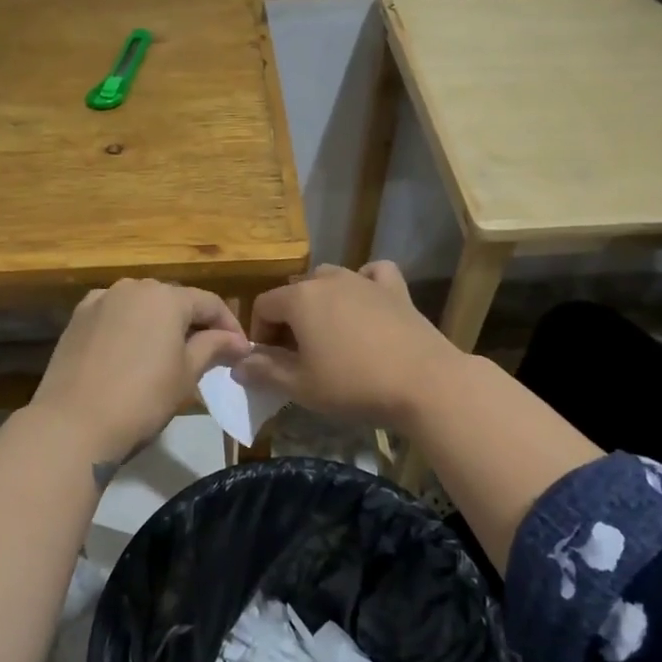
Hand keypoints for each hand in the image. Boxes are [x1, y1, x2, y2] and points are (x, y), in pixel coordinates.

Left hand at [31, 280, 248, 464]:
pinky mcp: (77, 319)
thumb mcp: (187, 374)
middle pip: (174, 300)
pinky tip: (131, 351)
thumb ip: (214, 347)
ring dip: (160, 323)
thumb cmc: (142, 398)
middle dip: (194, 323)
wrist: (73, 423)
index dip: (229, 325)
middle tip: (209, 353)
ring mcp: (100, 300)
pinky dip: (129, 327)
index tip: (240, 351)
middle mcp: (133, 287)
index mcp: (166, 297)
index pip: (209, 303)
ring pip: (142, 305)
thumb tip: (238, 341)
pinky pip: (114, 315)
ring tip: (170, 352)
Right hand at [233, 262, 465, 430]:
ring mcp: (364, 280)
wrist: (424, 382)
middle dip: (289, 321)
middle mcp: (328, 279)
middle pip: (295, 293)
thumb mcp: (301, 387)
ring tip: (328, 335)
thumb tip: (238, 365)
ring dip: (321, 302)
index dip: (259, 335)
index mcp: (299, 299)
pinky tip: (365, 302)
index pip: (263, 306)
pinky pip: (372, 274)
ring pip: (329, 279)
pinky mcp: (395, 289)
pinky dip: (363, 283)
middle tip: (298, 357)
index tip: (269, 365)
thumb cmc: (354, 384)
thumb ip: (265, 372)